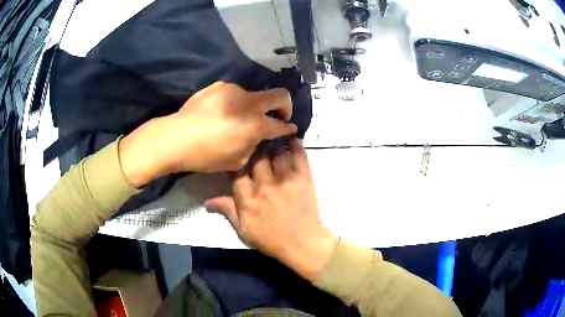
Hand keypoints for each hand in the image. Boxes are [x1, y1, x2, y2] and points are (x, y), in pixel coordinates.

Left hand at [119, 82, 297, 186]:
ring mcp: (233, 91)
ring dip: (252, 106)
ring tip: (236, 118)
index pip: (281, 124)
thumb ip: (253, 146)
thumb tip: (257, 137)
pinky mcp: (218, 86)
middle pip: (281, 95)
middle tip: (279, 115)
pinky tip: (220, 112)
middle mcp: (249, 103)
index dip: (289, 127)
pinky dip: (234, 102)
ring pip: (253, 95)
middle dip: (286, 106)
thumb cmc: (206, 155)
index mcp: (256, 124)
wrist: (176, 138)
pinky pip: (233, 93)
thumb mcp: (236, 161)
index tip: (291, 128)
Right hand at [206, 139, 336, 281]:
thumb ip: (227, 211)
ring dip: (273, 144)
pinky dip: (295, 145)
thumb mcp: (243, 231)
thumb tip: (207, 201)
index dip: (235, 160)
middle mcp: (264, 185)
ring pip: (276, 152)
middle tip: (253, 140)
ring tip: (271, 137)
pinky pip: (299, 157)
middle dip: (254, 147)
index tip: (236, 153)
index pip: (237, 172)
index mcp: (247, 199)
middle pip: (256, 157)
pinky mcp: (303, 179)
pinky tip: (292, 138)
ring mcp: (285, 180)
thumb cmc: (270, 240)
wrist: (301, 243)